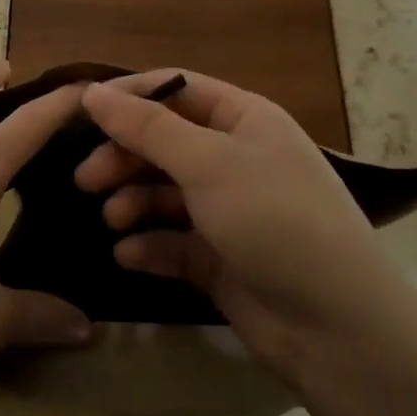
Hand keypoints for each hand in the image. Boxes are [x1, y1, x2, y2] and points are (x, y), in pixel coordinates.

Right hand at [76, 70, 405, 383]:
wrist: (335, 326)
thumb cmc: (274, 219)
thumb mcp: (209, 163)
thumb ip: (147, 127)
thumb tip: (93, 92)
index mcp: (244, 119)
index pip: (177, 90)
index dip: (130, 97)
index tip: (82, 112)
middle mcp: (236, 158)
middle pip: (166, 142)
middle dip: (125, 157)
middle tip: (85, 179)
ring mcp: (229, 210)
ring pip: (165, 193)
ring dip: (134, 201)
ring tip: (112, 218)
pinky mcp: (220, 258)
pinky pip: (174, 241)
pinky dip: (150, 245)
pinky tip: (129, 255)